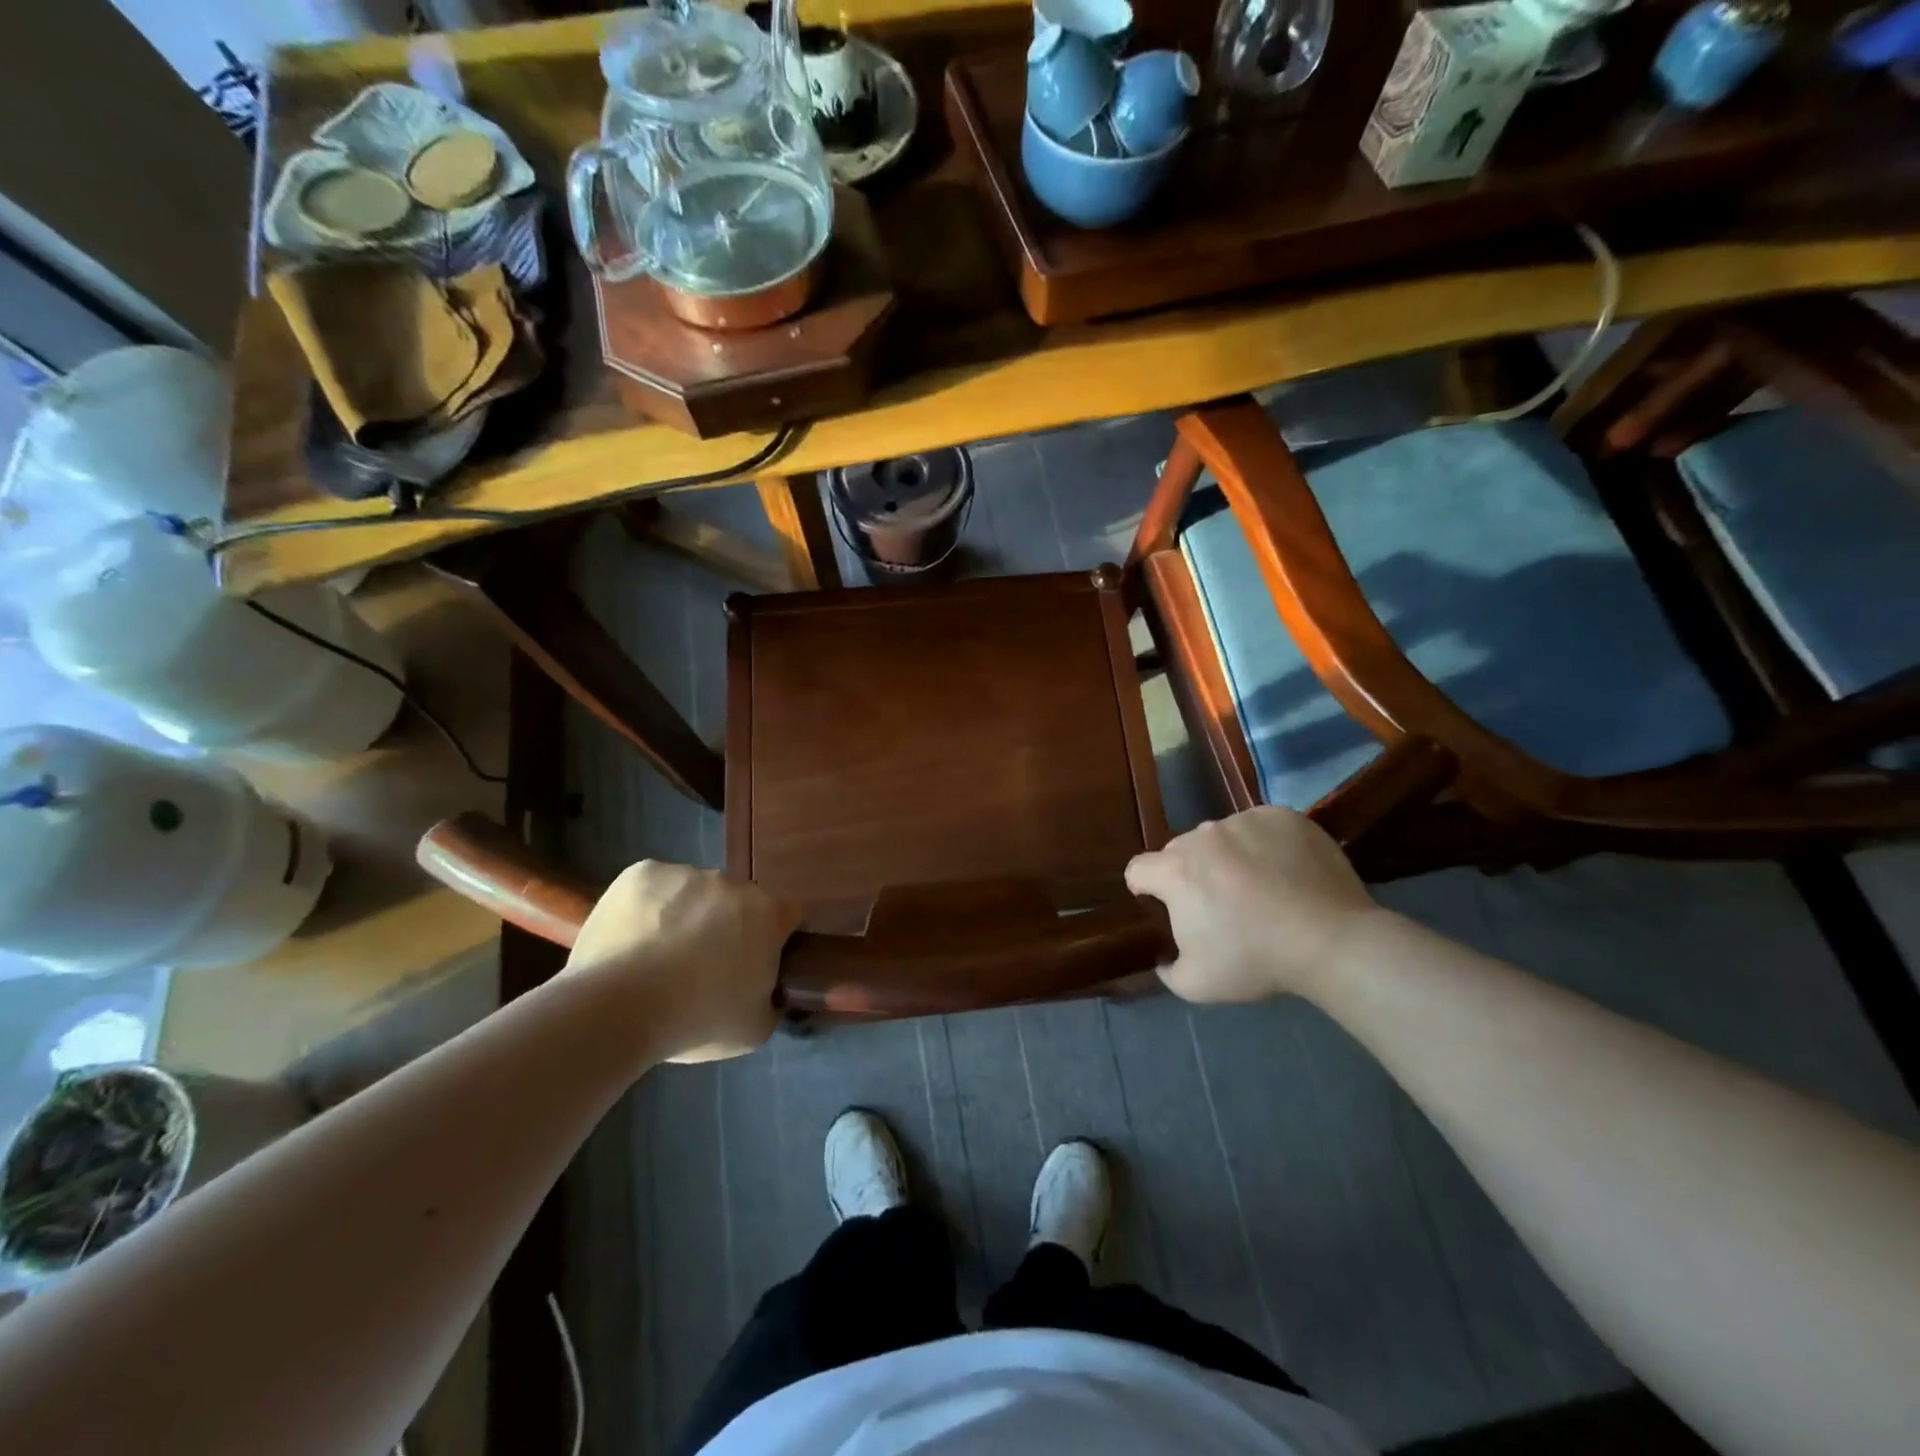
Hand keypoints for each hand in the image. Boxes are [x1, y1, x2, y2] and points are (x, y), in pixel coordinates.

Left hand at [564, 861, 801, 1063]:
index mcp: (768, 913)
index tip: (755, 963)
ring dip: (686, 914)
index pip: (787, 915)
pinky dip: (648, 907)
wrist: (617, 1009)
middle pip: (738, 900)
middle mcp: (732, 882)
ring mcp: (685, 873)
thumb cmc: (696, 1020)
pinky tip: (633, 940)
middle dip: (727, 924)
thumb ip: (771, 1000)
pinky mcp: (641, 873)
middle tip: (703, 965)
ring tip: (657, 957)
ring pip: (694, 891)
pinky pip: (654, 887)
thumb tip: (767, 991)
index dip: (774, 938)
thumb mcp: (754, 1029)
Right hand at [1125, 807, 1383, 1003]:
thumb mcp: (1197, 985)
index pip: (1138, 869)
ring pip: (1221, 837)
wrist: (1331, 941)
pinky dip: (1264, 845)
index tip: (1164, 907)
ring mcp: (1244, 821)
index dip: (1145, 889)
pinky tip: (1285, 871)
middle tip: (1220, 904)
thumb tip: (1166, 957)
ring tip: (1259, 887)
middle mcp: (1203, 836)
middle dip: (1191, 874)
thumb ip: (1168, 969)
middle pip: (1181, 851)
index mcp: (1175, 871)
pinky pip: (1259, 827)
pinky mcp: (1281, 816)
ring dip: (1228, 857)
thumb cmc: (1256, 961)